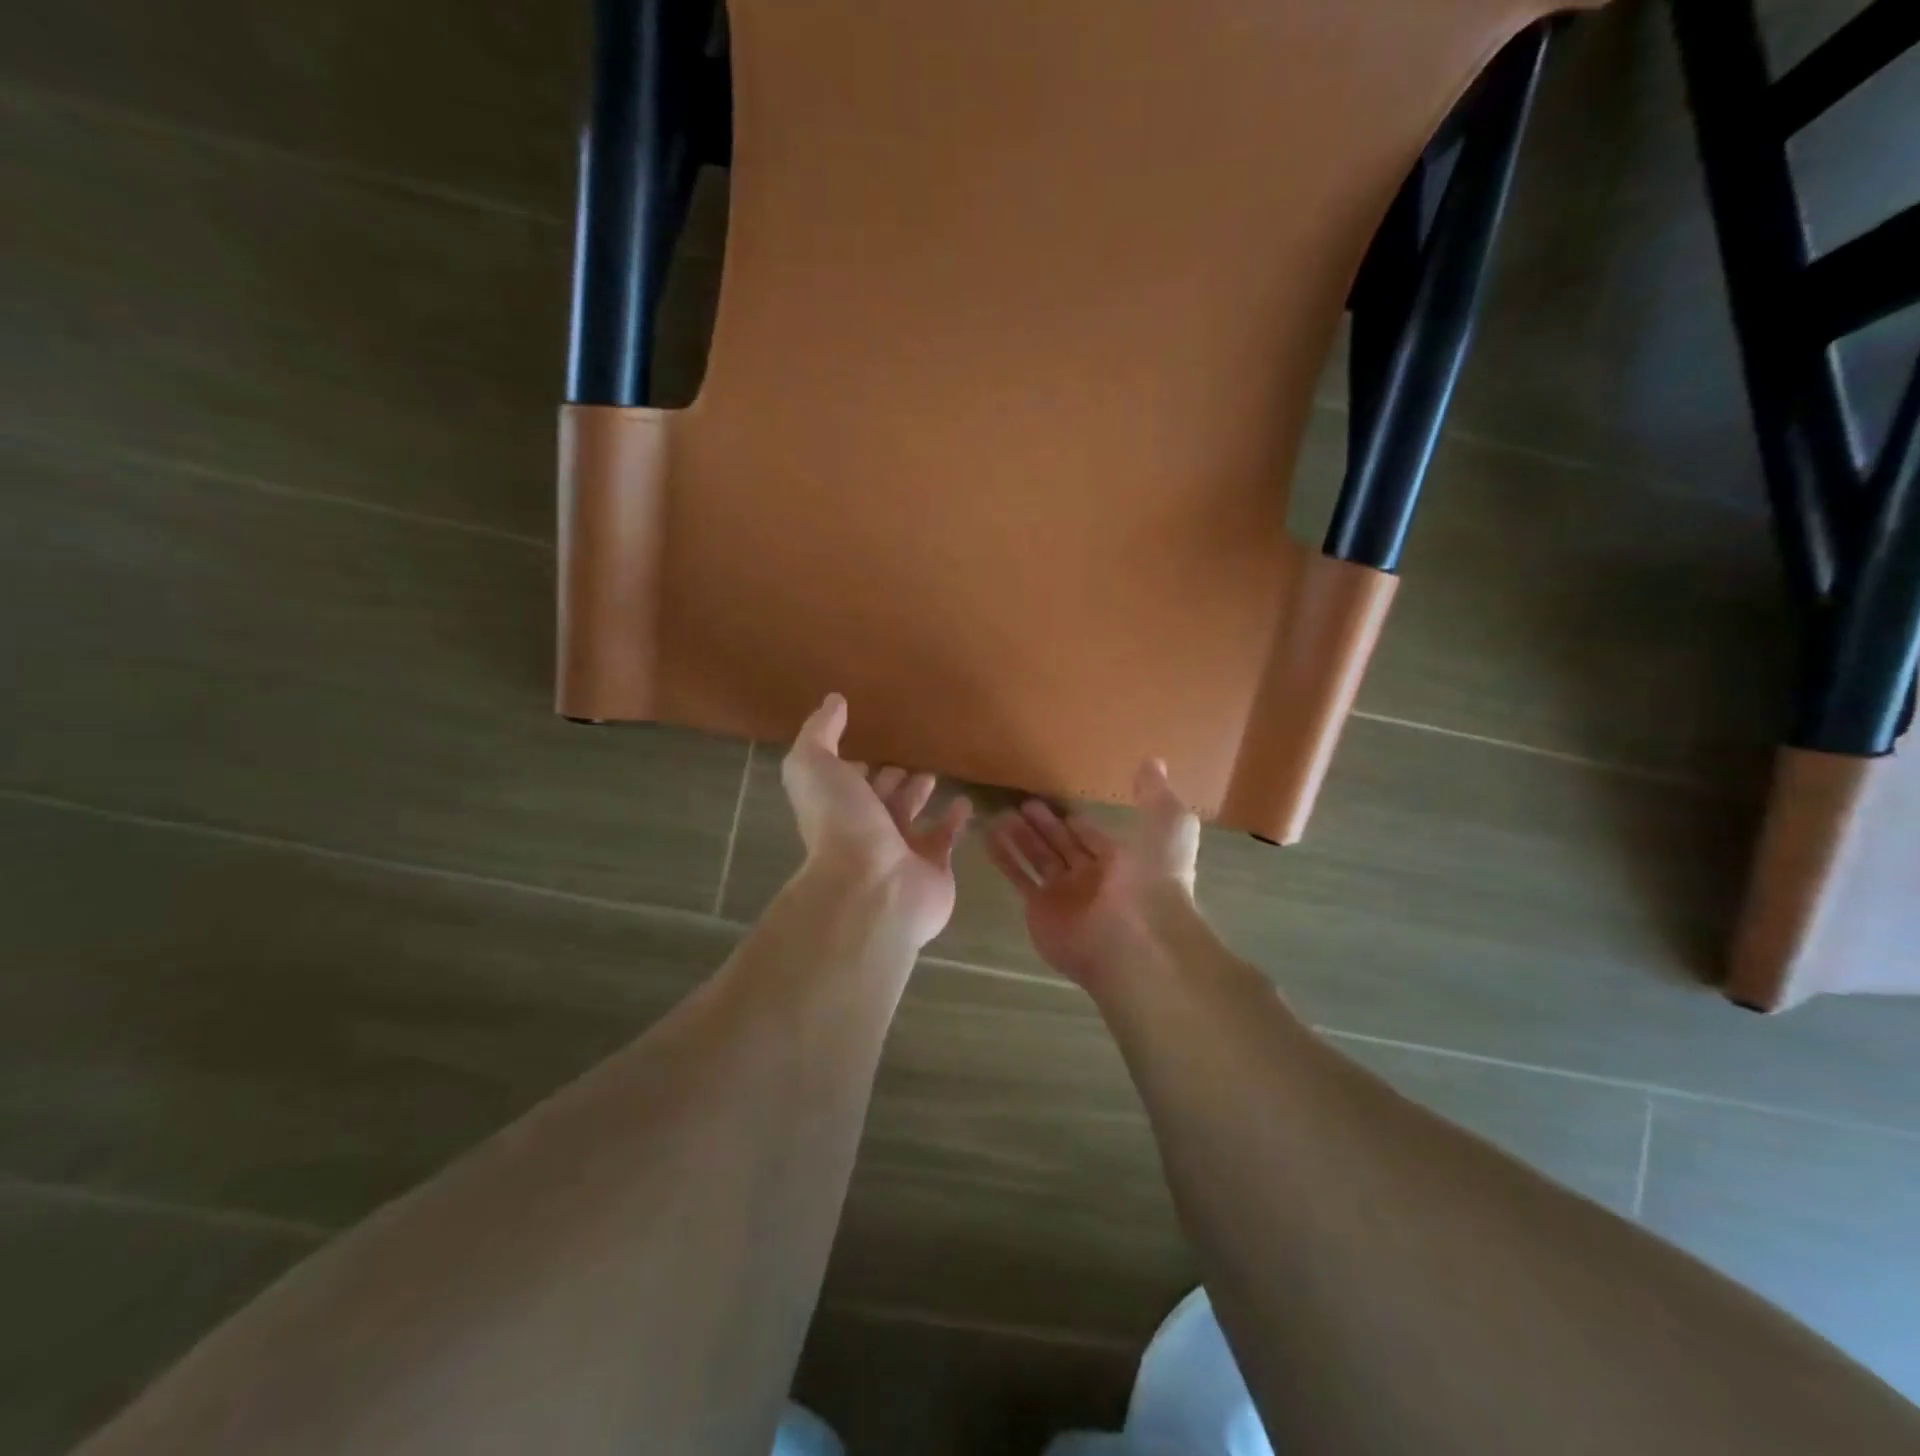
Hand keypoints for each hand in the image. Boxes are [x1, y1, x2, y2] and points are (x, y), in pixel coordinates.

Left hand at [781, 694, 971, 948]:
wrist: (874, 887)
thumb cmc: (841, 823)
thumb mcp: (814, 765)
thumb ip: (820, 732)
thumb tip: (834, 700)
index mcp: (837, 806)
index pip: (846, 779)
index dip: (855, 762)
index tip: (871, 737)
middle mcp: (865, 829)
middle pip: (880, 797)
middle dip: (891, 777)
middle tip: (911, 753)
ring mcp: (901, 850)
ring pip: (911, 815)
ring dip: (920, 794)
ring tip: (936, 771)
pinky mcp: (934, 866)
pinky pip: (946, 836)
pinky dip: (955, 819)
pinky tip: (966, 800)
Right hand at [985, 758, 1200, 984]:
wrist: (1135, 935)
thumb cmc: (1154, 876)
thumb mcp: (1168, 824)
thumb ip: (1156, 794)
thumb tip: (1153, 762)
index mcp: (1124, 861)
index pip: (1094, 838)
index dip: (1078, 823)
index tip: (1060, 803)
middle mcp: (1093, 879)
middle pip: (1063, 847)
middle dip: (1045, 826)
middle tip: (1023, 803)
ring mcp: (1065, 896)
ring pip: (1038, 859)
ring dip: (1021, 837)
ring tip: (999, 814)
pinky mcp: (1040, 909)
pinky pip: (1019, 877)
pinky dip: (1003, 857)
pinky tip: (987, 834)